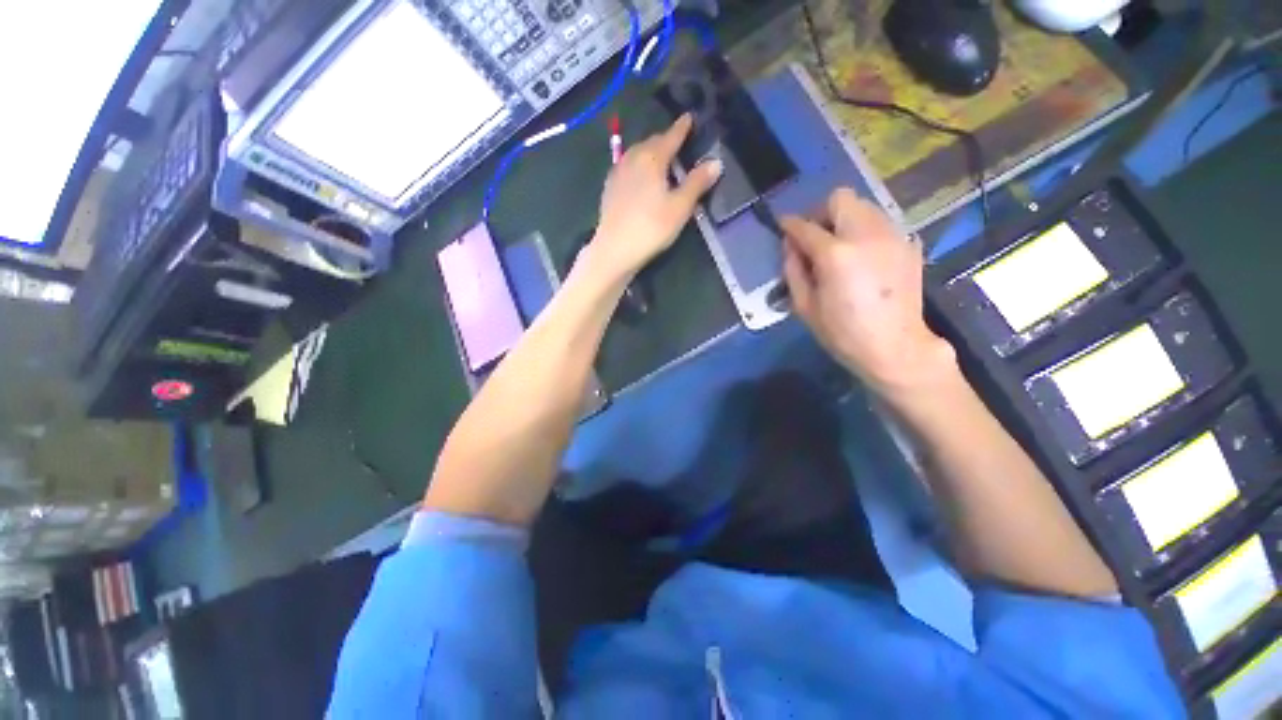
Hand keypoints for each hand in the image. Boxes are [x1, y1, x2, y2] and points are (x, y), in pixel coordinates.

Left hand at [580, 114, 722, 286]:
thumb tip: (715, 162)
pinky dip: (637, 166)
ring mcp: (617, 173)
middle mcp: (632, 158)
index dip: (682, 127)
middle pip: (651, 143)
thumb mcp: (680, 207)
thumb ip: (697, 183)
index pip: (670, 136)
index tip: (689, 117)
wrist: (615, 249)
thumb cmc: (651, 227)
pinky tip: (639, 178)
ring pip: (636, 154)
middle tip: (677, 143)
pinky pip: (626, 167)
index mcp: (652, 158)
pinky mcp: (609, 189)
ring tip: (659, 160)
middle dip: (665, 140)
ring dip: (649, 153)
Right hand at [781, 188, 954, 391]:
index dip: (789, 224)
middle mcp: (866, 234)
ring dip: (845, 219)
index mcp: (835, 254)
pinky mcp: (908, 244)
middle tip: (815, 237)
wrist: (895, 346)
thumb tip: (790, 246)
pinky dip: (866, 231)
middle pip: (840, 199)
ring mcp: (892, 236)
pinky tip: (863, 256)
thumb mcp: (804, 306)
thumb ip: (793, 270)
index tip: (783, 226)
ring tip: (840, 246)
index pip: (805, 226)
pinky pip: (882, 223)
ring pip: (864, 206)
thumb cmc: (842, 333)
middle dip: (821, 213)